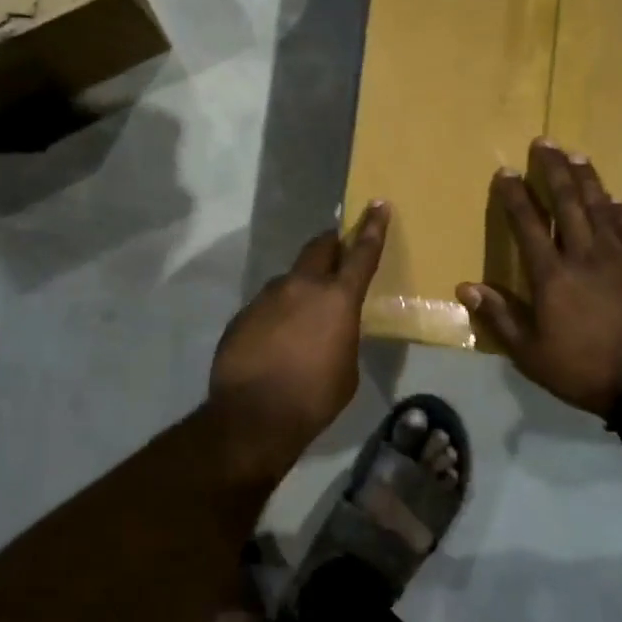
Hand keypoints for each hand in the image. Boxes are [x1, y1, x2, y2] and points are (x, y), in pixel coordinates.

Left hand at [210, 201, 389, 443]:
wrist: (253, 416)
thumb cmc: (314, 396)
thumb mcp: (347, 368)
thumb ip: (343, 336)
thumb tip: (332, 329)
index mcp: (337, 298)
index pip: (361, 253)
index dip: (372, 227)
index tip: (378, 204)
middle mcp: (301, 286)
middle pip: (319, 248)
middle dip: (331, 245)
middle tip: (338, 250)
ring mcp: (267, 297)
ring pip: (290, 279)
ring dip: (301, 287)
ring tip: (303, 316)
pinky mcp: (243, 314)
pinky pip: (267, 305)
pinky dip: (277, 313)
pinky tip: (276, 341)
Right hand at [458, 141, 621, 416]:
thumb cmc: (583, 370)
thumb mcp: (531, 353)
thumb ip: (500, 316)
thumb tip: (465, 286)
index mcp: (552, 276)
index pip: (528, 225)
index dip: (515, 196)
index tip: (505, 171)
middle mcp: (585, 256)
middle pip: (567, 204)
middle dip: (553, 171)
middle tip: (545, 143)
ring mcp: (620, 258)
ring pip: (600, 208)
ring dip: (587, 180)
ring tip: (577, 156)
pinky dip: (620, 212)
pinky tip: (616, 199)